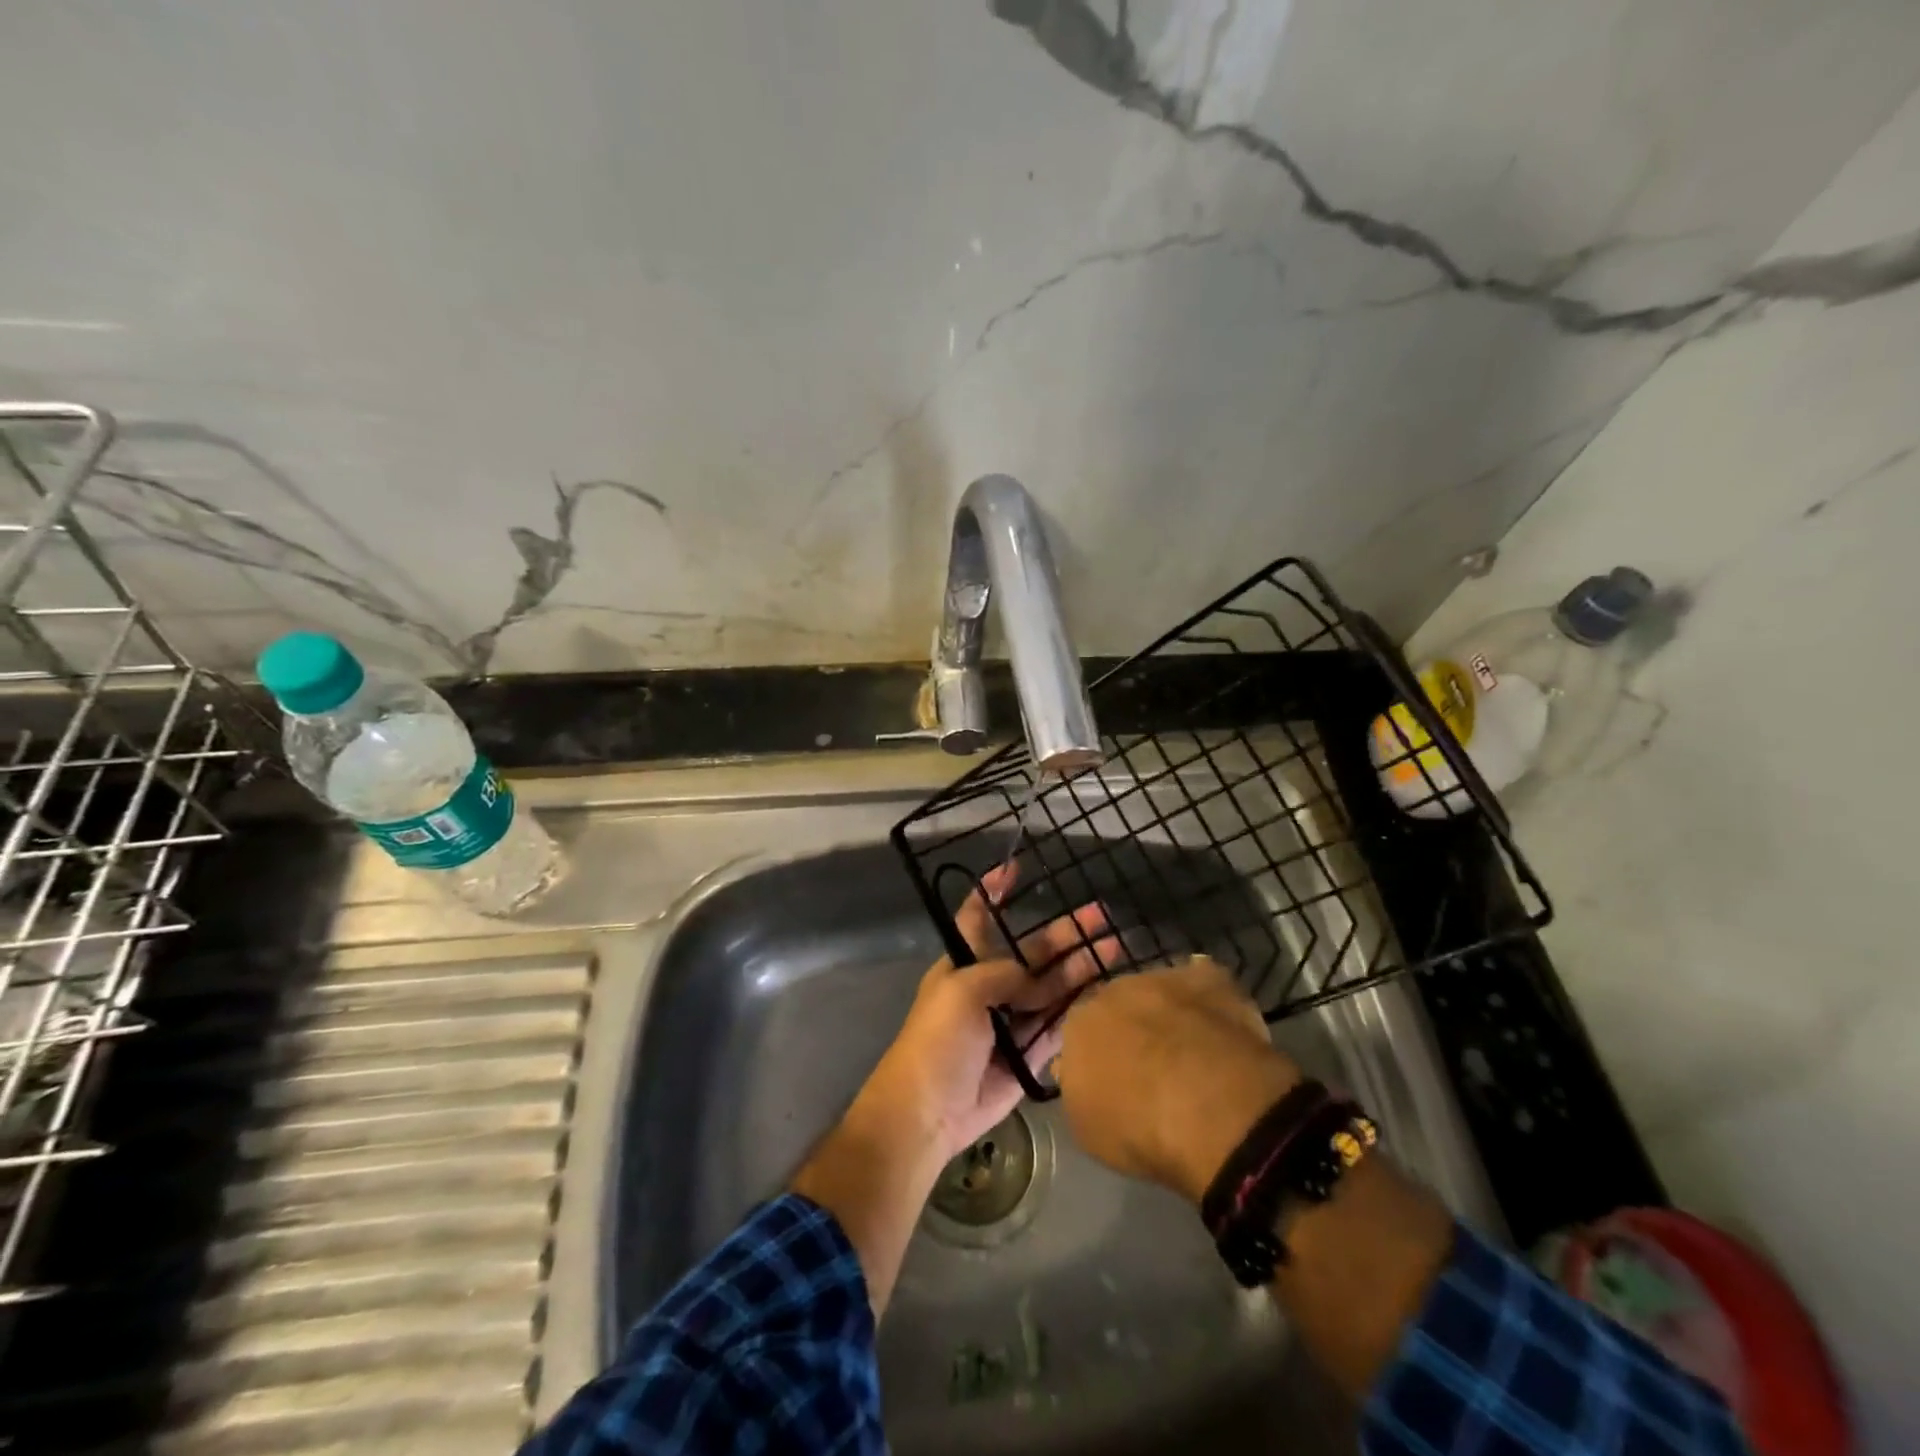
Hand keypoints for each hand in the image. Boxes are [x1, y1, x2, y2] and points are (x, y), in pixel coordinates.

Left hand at [858, 862, 1114, 1161]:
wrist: (929, 1111)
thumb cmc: (938, 1040)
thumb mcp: (963, 991)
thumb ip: (1004, 974)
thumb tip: (1035, 978)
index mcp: (965, 963)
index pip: (978, 917)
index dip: (993, 891)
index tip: (1014, 868)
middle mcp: (990, 985)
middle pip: (1033, 952)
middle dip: (1066, 933)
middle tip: (1102, 915)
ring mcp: (1011, 1020)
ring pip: (1052, 987)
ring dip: (1081, 968)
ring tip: (1116, 949)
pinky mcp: (1027, 1054)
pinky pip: (1057, 1026)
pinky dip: (1078, 1010)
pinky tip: (1106, 992)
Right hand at [1053, 956, 1301, 1204]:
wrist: (1206, 1104)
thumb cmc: (1138, 1126)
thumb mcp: (1087, 1127)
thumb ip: (1081, 1089)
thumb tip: (1083, 1075)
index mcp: (1078, 1023)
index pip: (1081, 1032)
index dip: (1098, 1056)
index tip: (1114, 1081)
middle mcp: (1115, 990)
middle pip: (1120, 1005)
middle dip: (1133, 1028)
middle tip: (1152, 1066)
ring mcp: (1164, 979)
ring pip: (1160, 991)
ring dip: (1169, 1013)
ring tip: (1192, 1052)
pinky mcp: (1211, 979)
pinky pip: (1204, 983)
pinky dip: (1208, 1000)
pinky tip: (1220, 1027)